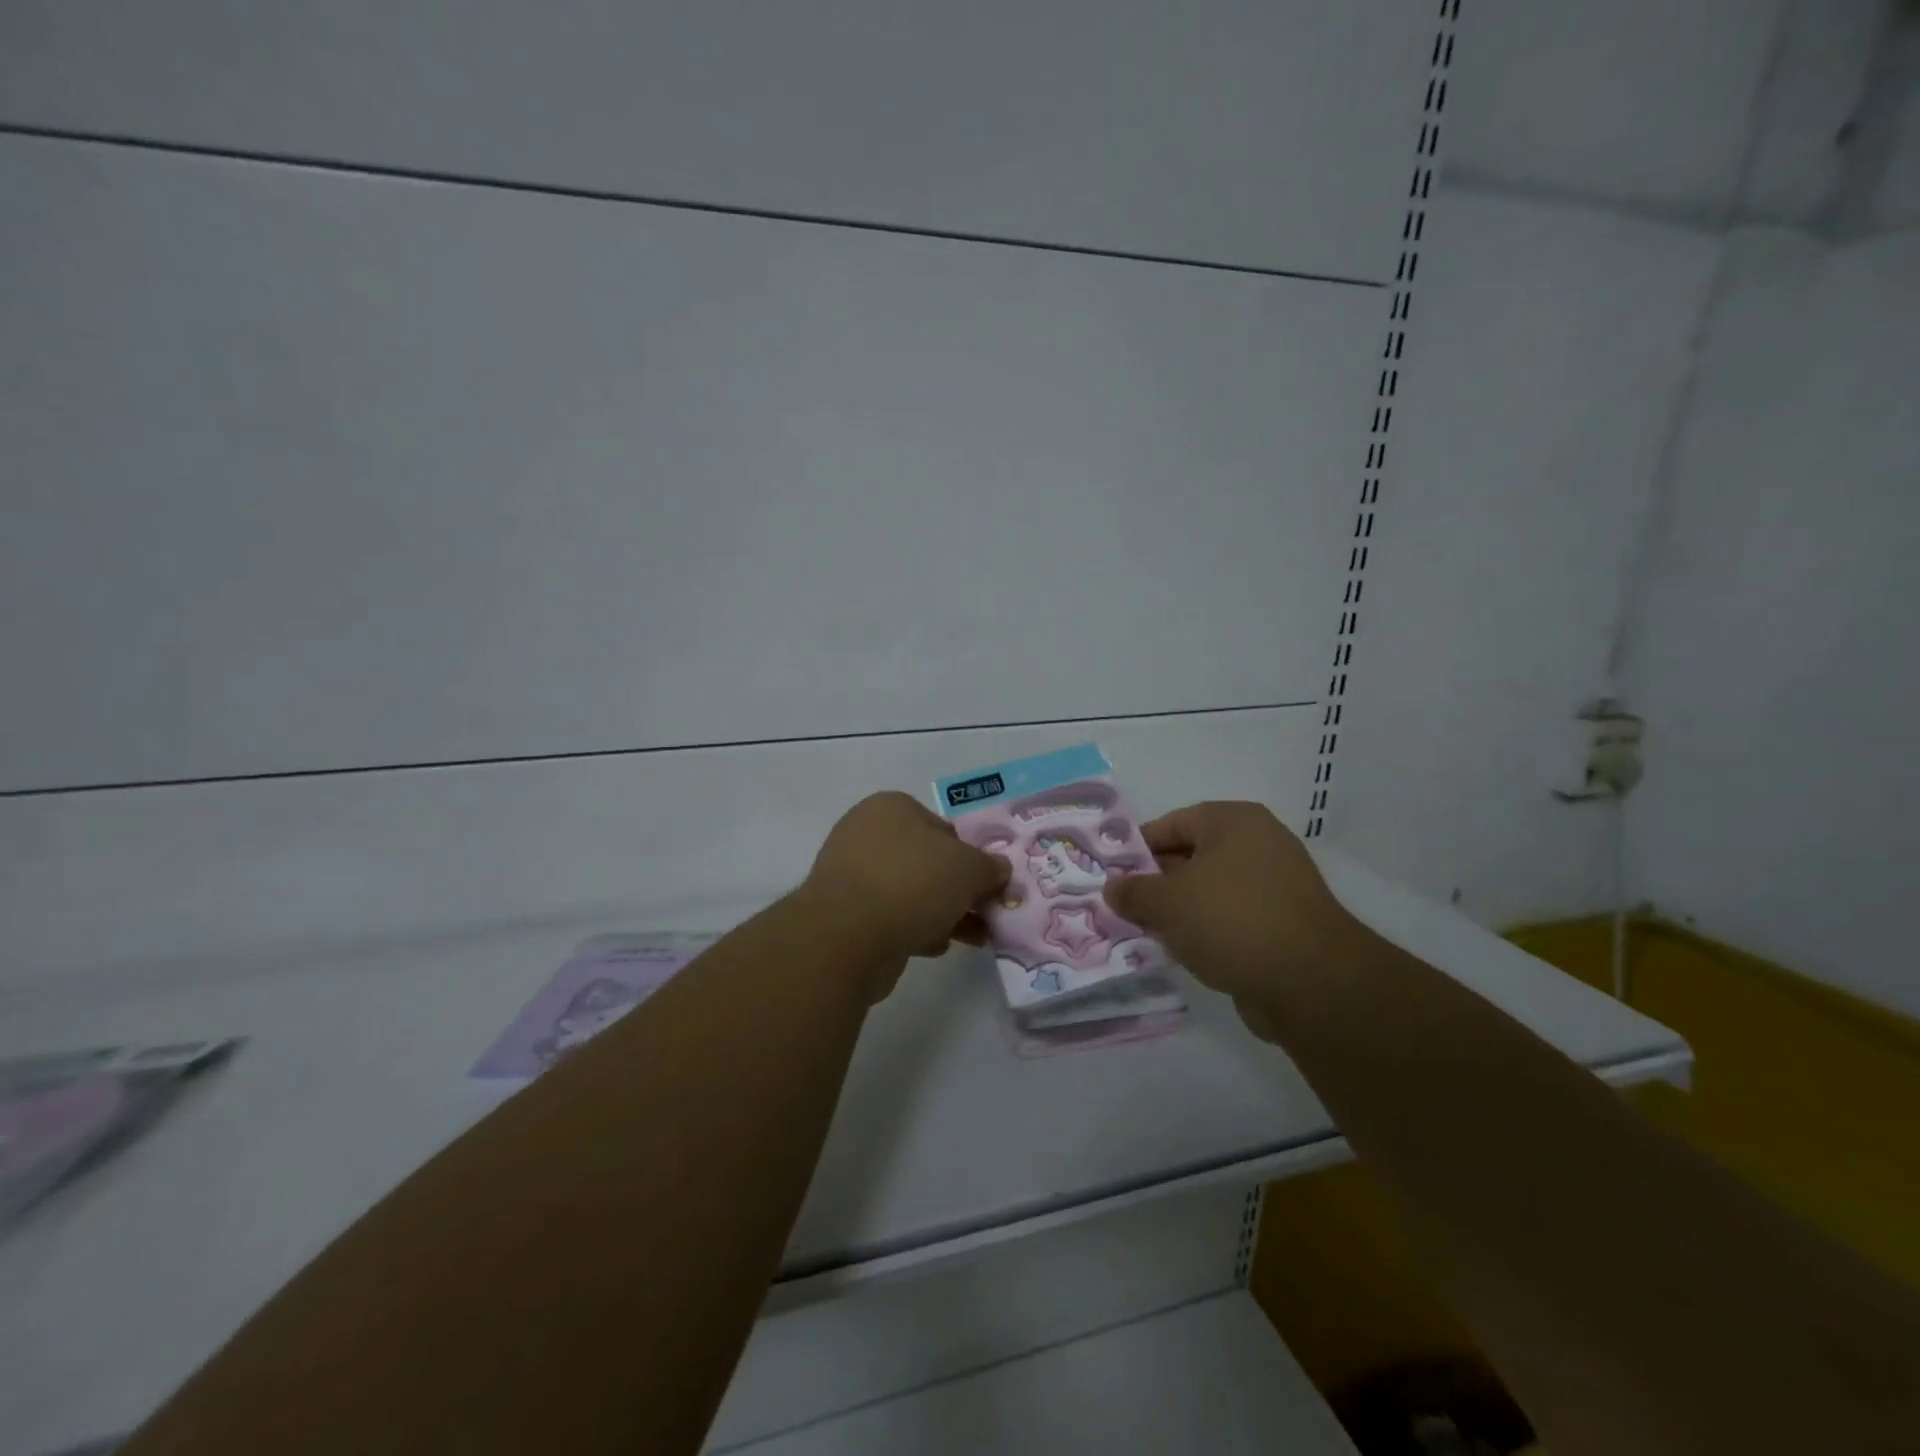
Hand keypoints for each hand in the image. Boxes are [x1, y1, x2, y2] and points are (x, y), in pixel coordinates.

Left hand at [802, 792, 1011, 990]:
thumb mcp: (969, 868)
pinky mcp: (845, 913)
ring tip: (974, 938)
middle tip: (986, 913)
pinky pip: (891, 916)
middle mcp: (866, 833)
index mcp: (892, 807)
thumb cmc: (914, 882)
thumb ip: (990, 867)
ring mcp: (852, 874)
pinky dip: (915, 928)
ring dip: (943, 912)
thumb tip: (1000, 870)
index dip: (970, 855)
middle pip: (927, 861)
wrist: (849, 934)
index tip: (988, 882)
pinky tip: (935, 946)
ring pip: (911, 891)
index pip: (942, 826)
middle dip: (959, 889)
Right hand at [1102, 802, 1363, 1029]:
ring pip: (1211, 890)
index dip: (1138, 849)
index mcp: (1233, 821)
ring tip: (1148, 933)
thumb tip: (1113, 888)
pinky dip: (1208, 930)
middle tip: (1124, 907)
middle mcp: (1259, 843)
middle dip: (1157, 883)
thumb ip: (1133, 891)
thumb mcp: (1167, 902)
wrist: (1310, 982)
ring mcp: (1277, 884)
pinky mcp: (1285, 923)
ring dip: (1180, 911)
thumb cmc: (1230, 920)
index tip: (1113, 876)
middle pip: (1192, 856)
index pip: (1172, 824)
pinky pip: (1233, 917)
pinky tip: (1185, 952)